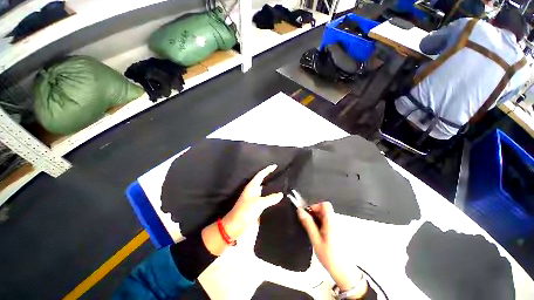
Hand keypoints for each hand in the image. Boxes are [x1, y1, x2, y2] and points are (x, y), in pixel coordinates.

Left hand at [202, 165, 282, 255]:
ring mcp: (254, 198)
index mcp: (252, 186)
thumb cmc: (245, 211)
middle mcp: (253, 190)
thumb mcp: (258, 203)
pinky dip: (271, 196)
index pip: (261, 174)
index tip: (275, 166)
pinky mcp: (255, 205)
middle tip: (280, 175)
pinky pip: (265, 198)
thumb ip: (270, 198)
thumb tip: (281, 194)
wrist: (235, 225)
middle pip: (262, 180)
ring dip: (271, 187)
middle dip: (270, 177)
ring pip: (264, 189)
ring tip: (281, 185)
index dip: (267, 169)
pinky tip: (277, 198)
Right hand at [298, 202, 366, 297]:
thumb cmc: (329, 257)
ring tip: (313, 230)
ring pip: (325, 215)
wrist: (343, 271)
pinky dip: (320, 224)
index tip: (308, 214)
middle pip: (324, 209)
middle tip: (308, 224)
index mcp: (331, 222)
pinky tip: (318, 234)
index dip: (315, 206)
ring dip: (316, 219)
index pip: (325, 205)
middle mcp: (335, 221)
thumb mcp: (315, 240)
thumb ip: (308, 224)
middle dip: (314, 213)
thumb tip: (300, 211)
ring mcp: (337, 226)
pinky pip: (327, 221)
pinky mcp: (337, 230)